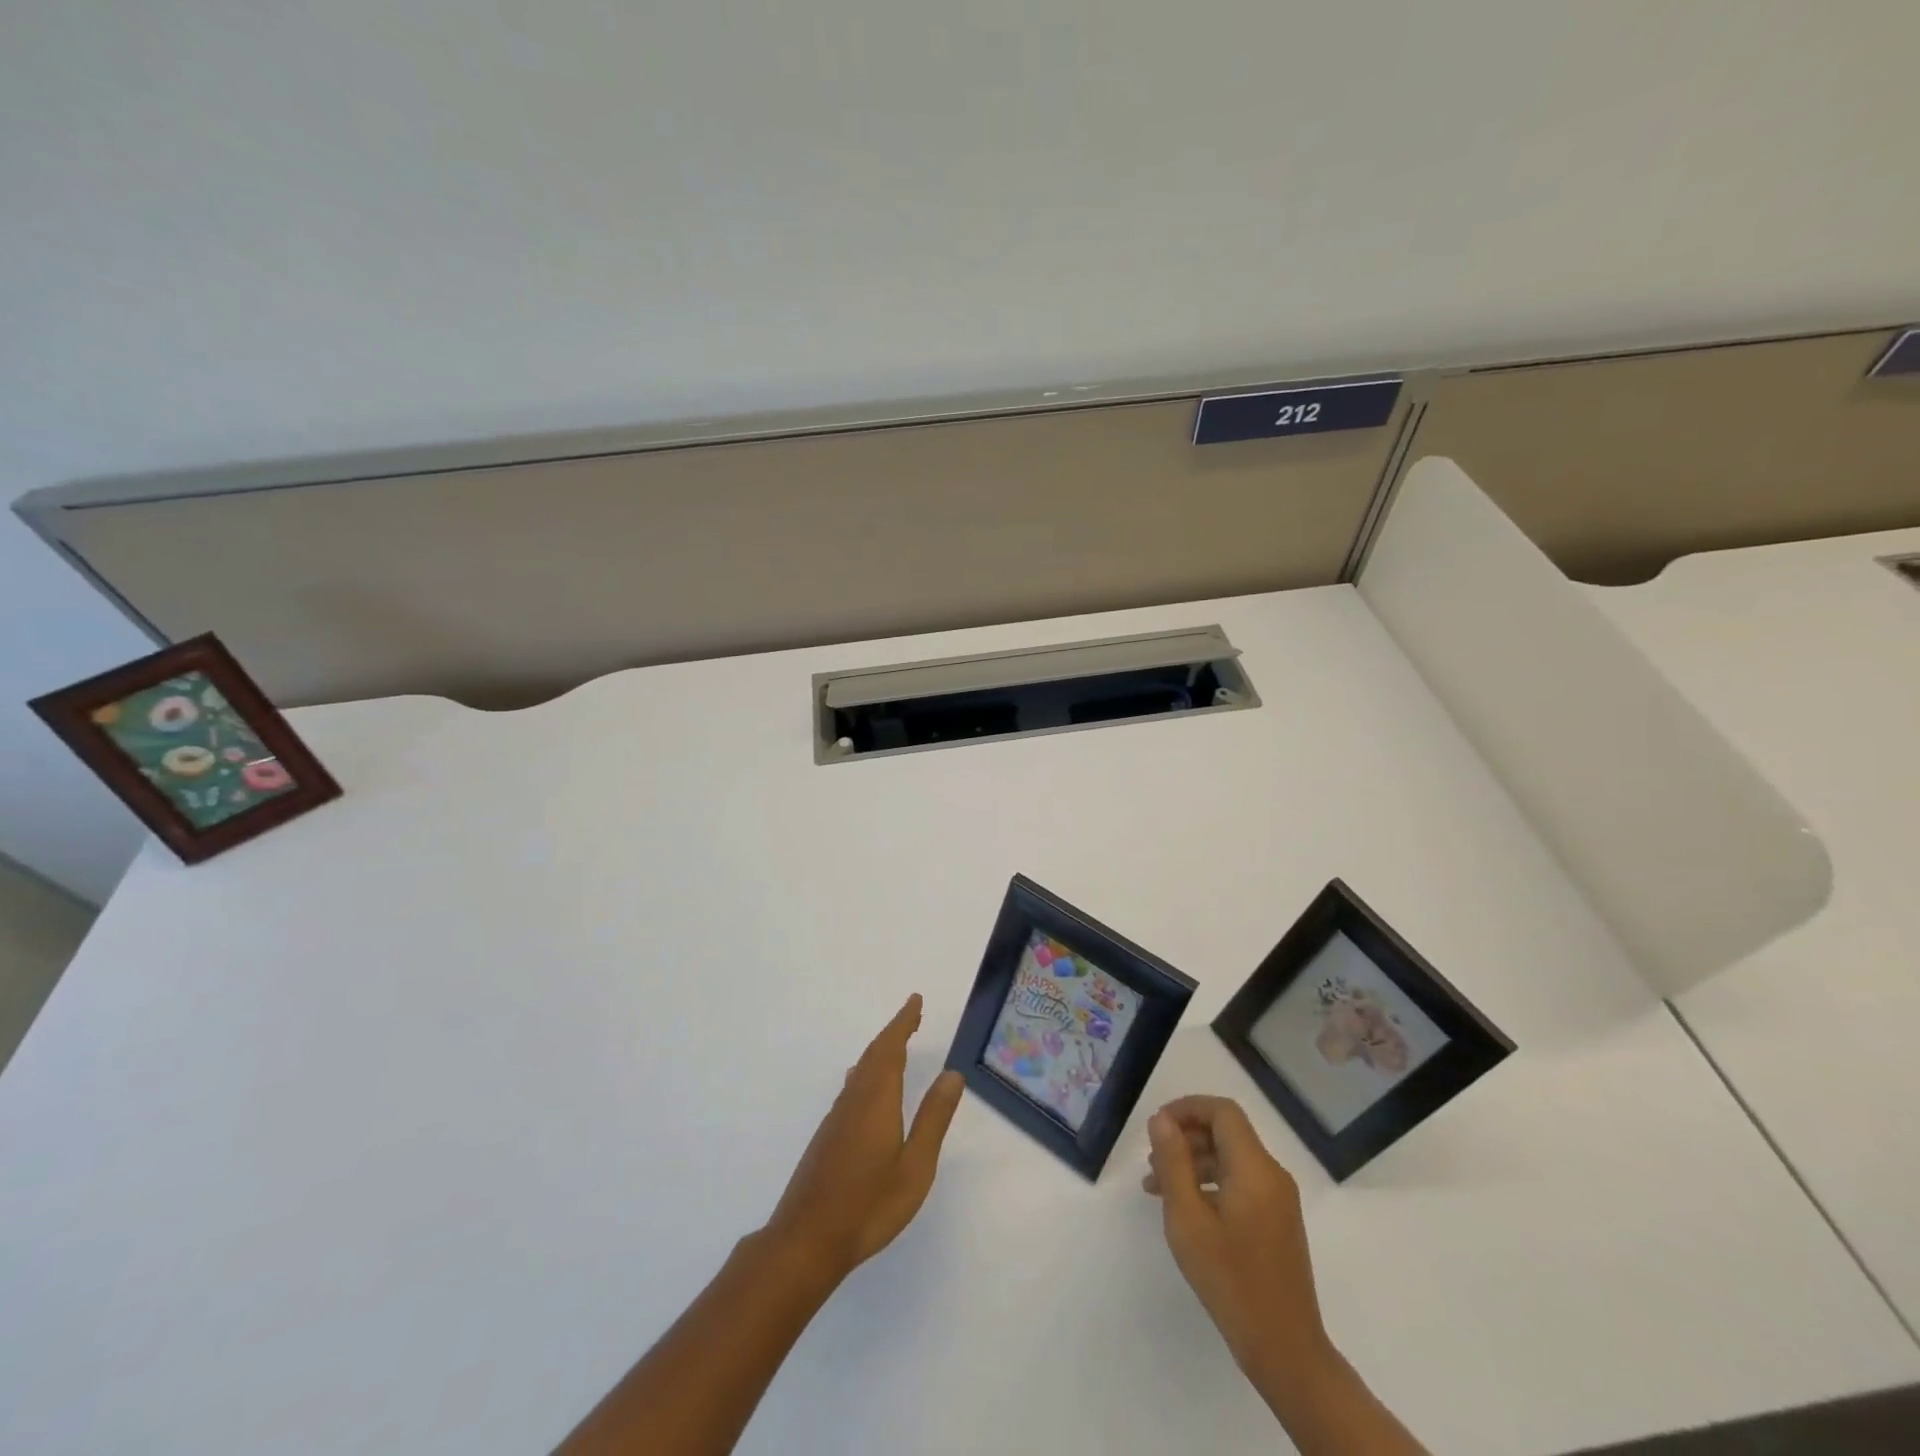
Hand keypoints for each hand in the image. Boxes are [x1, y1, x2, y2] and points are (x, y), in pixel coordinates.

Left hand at [764, 994, 965, 1282]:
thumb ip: (934, 1118)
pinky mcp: (827, 1137)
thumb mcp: (915, 1165)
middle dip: (894, 1032)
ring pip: (860, 1071)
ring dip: (880, 1052)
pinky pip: (852, 1089)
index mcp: (877, 1099)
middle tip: (912, 1016)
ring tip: (896, 1045)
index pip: (891, 1048)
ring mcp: (836, 1118)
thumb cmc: (868, 1204)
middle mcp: (854, 1099)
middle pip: (874, 1054)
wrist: (806, 1240)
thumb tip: (952, 1074)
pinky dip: (867, 1073)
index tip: (915, 1001)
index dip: (904, 1022)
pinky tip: (866, 1087)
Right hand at [1144, 1095, 1330, 1383]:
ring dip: (1194, 1161)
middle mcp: (1272, 1174)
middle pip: (1226, 1132)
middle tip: (1152, 1160)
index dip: (1187, 1108)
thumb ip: (1173, 1162)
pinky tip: (1185, 1207)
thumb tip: (1162, 1119)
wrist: (1285, 1350)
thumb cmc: (1231, 1281)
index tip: (1156, 1126)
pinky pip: (1240, 1182)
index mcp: (1255, 1168)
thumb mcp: (1188, 1219)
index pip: (1222, 1111)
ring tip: (1157, 1186)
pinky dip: (1210, 1182)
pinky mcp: (1277, 1220)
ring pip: (1231, 1157)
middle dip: (1186, 1136)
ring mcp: (1278, 1199)